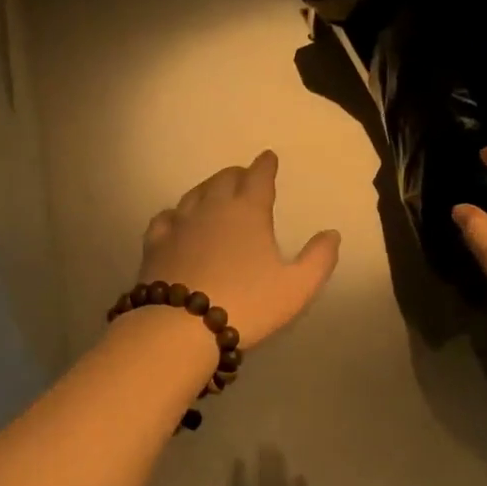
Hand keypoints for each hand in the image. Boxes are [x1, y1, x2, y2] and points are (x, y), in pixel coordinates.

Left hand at [137, 151, 339, 350]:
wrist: (181, 327)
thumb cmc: (247, 304)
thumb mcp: (296, 287)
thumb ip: (318, 259)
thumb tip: (331, 234)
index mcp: (248, 212)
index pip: (259, 177)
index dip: (265, 165)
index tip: (268, 158)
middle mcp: (212, 208)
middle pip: (224, 179)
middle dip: (238, 174)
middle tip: (244, 177)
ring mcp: (179, 224)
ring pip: (195, 194)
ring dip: (208, 188)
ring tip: (214, 192)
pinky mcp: (155, 244)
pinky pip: (166, 217)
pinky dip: (176, 213)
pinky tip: (176, 219)